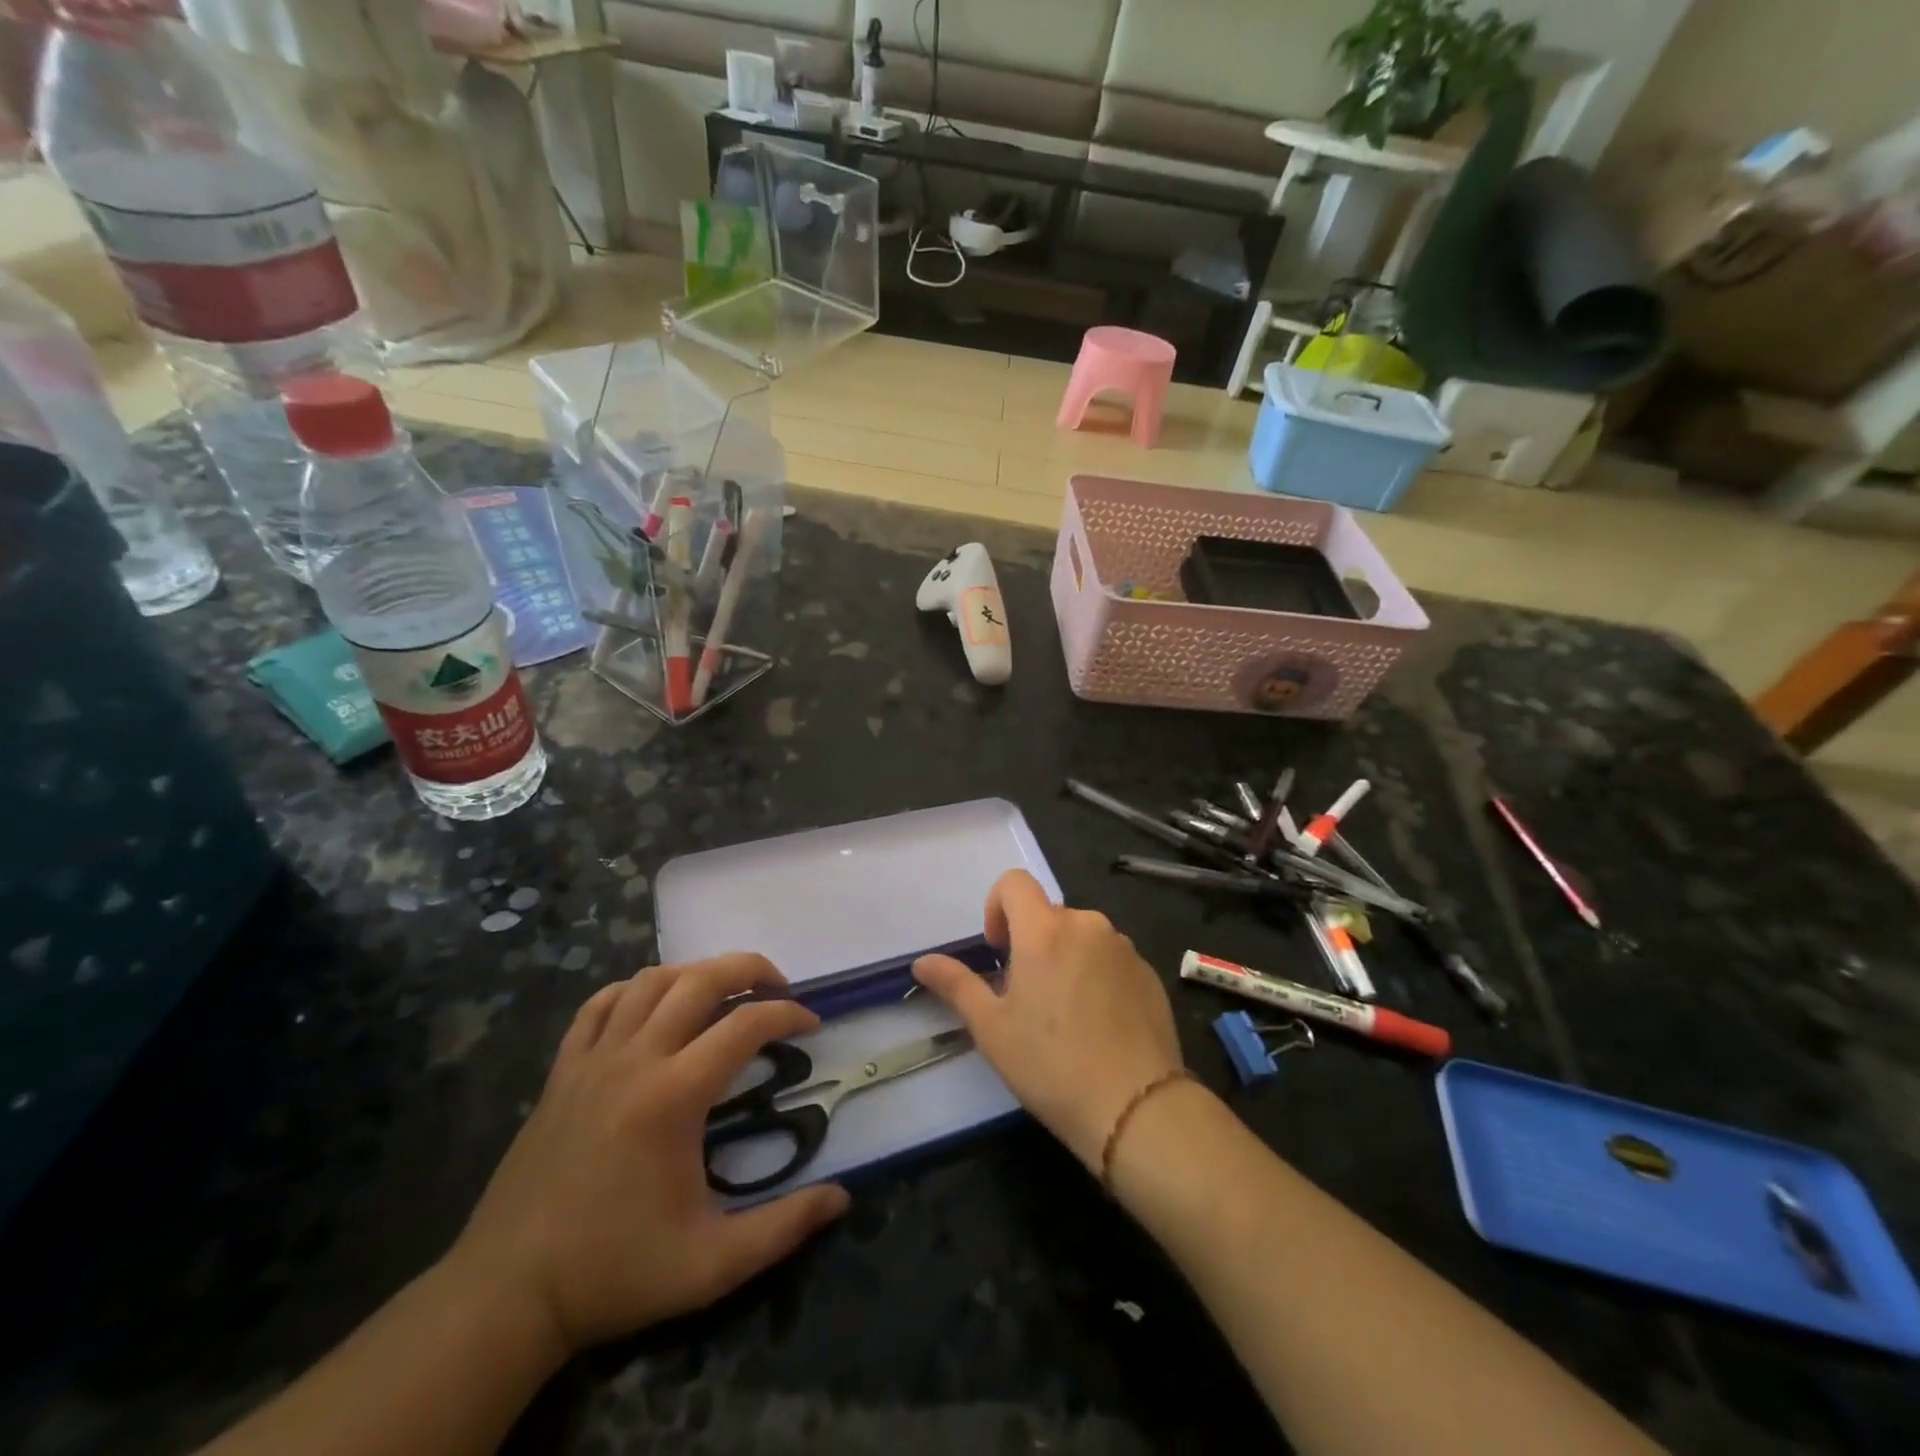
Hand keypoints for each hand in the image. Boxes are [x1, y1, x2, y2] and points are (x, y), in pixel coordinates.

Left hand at [447, 956, 850, 1353]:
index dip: (788, 1015)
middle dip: (749, 968)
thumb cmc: (614, 1272)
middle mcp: (635, 1060)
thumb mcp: (711, 1266)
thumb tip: (841, 1198)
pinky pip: (600, 1005)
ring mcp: (593, 1060)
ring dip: (696, 973)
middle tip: (779, 987)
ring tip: (724, 993)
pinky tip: (654, 1007)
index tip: (812, 1026)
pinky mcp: (562, 1071)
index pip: (745, 1025)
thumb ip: (783, 1228)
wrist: (506, 1296)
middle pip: (699, 979)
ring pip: (649, 981)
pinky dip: (634, 990)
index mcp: (673, 1096)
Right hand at [913, 871, 1182, 1172]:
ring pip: (1081, 937)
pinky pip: (1110, 958)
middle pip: (1048, 914)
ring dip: (1064, 958)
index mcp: (1044, 930)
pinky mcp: (1148, 972)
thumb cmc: (1051, 1064)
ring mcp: (1122, 947)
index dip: (997, 907)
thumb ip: (957, 984)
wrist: (1136, 1107)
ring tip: (1064, 1015)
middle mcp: (1087, 925)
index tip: (999, 951)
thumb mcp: (991, 1028)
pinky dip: (1096, 976)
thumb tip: (922, 962)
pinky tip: (1098, 1025)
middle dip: (1030, 942)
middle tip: (1026, 996)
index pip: (1014, 882)